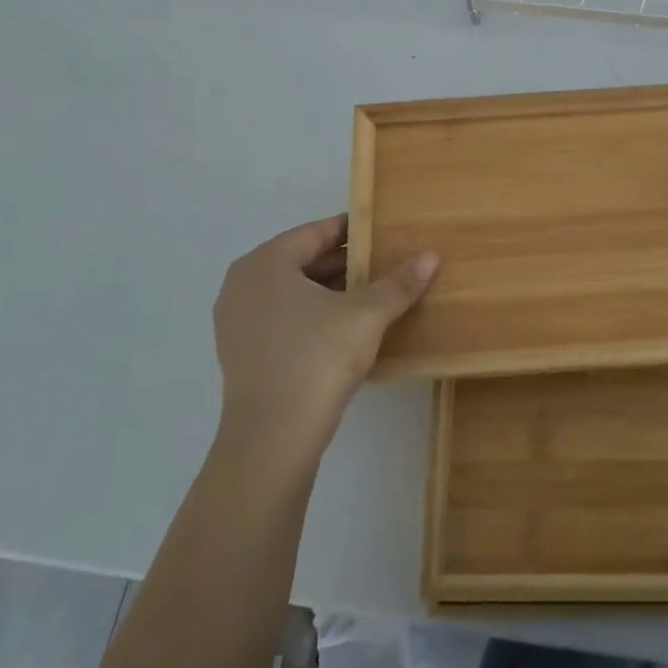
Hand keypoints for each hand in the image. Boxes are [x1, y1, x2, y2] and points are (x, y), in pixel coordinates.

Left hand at [212, 215, 437, 443]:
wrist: (273, 438)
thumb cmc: (318, 358)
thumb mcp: (367, 315)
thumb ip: (398, 282)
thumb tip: (431, 256)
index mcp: (266, 262)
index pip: (316, 232)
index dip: (353, 229)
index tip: (384, 231)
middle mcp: (243, 283)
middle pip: (302, 259)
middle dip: (344, 262)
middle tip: (385, 262)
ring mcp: (236, 320)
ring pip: (292, 290)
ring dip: (330, 289)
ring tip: (372, 293)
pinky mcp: (241, 351)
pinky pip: (282, 316)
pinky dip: (312, 314)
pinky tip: (345, 326)